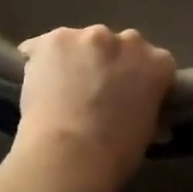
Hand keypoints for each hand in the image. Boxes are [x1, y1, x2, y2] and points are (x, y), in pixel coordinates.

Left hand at [13, 25, 175, 191]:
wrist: (69, 155)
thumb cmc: (115, 154)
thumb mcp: (146, 129)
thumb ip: (145, 105)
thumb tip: (136, 107)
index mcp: (157, 62)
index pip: (153, 61)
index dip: (136, 78)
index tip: (126, 95)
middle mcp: (126, 40)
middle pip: (115, 45)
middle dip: (106, 62)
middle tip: (93, 91)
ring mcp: (88, 36)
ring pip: (78, 43)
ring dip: (73, 59)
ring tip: (60, 90)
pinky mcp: (53, 40)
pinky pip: (42, 47)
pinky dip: (40, 61)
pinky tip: (35, 84)